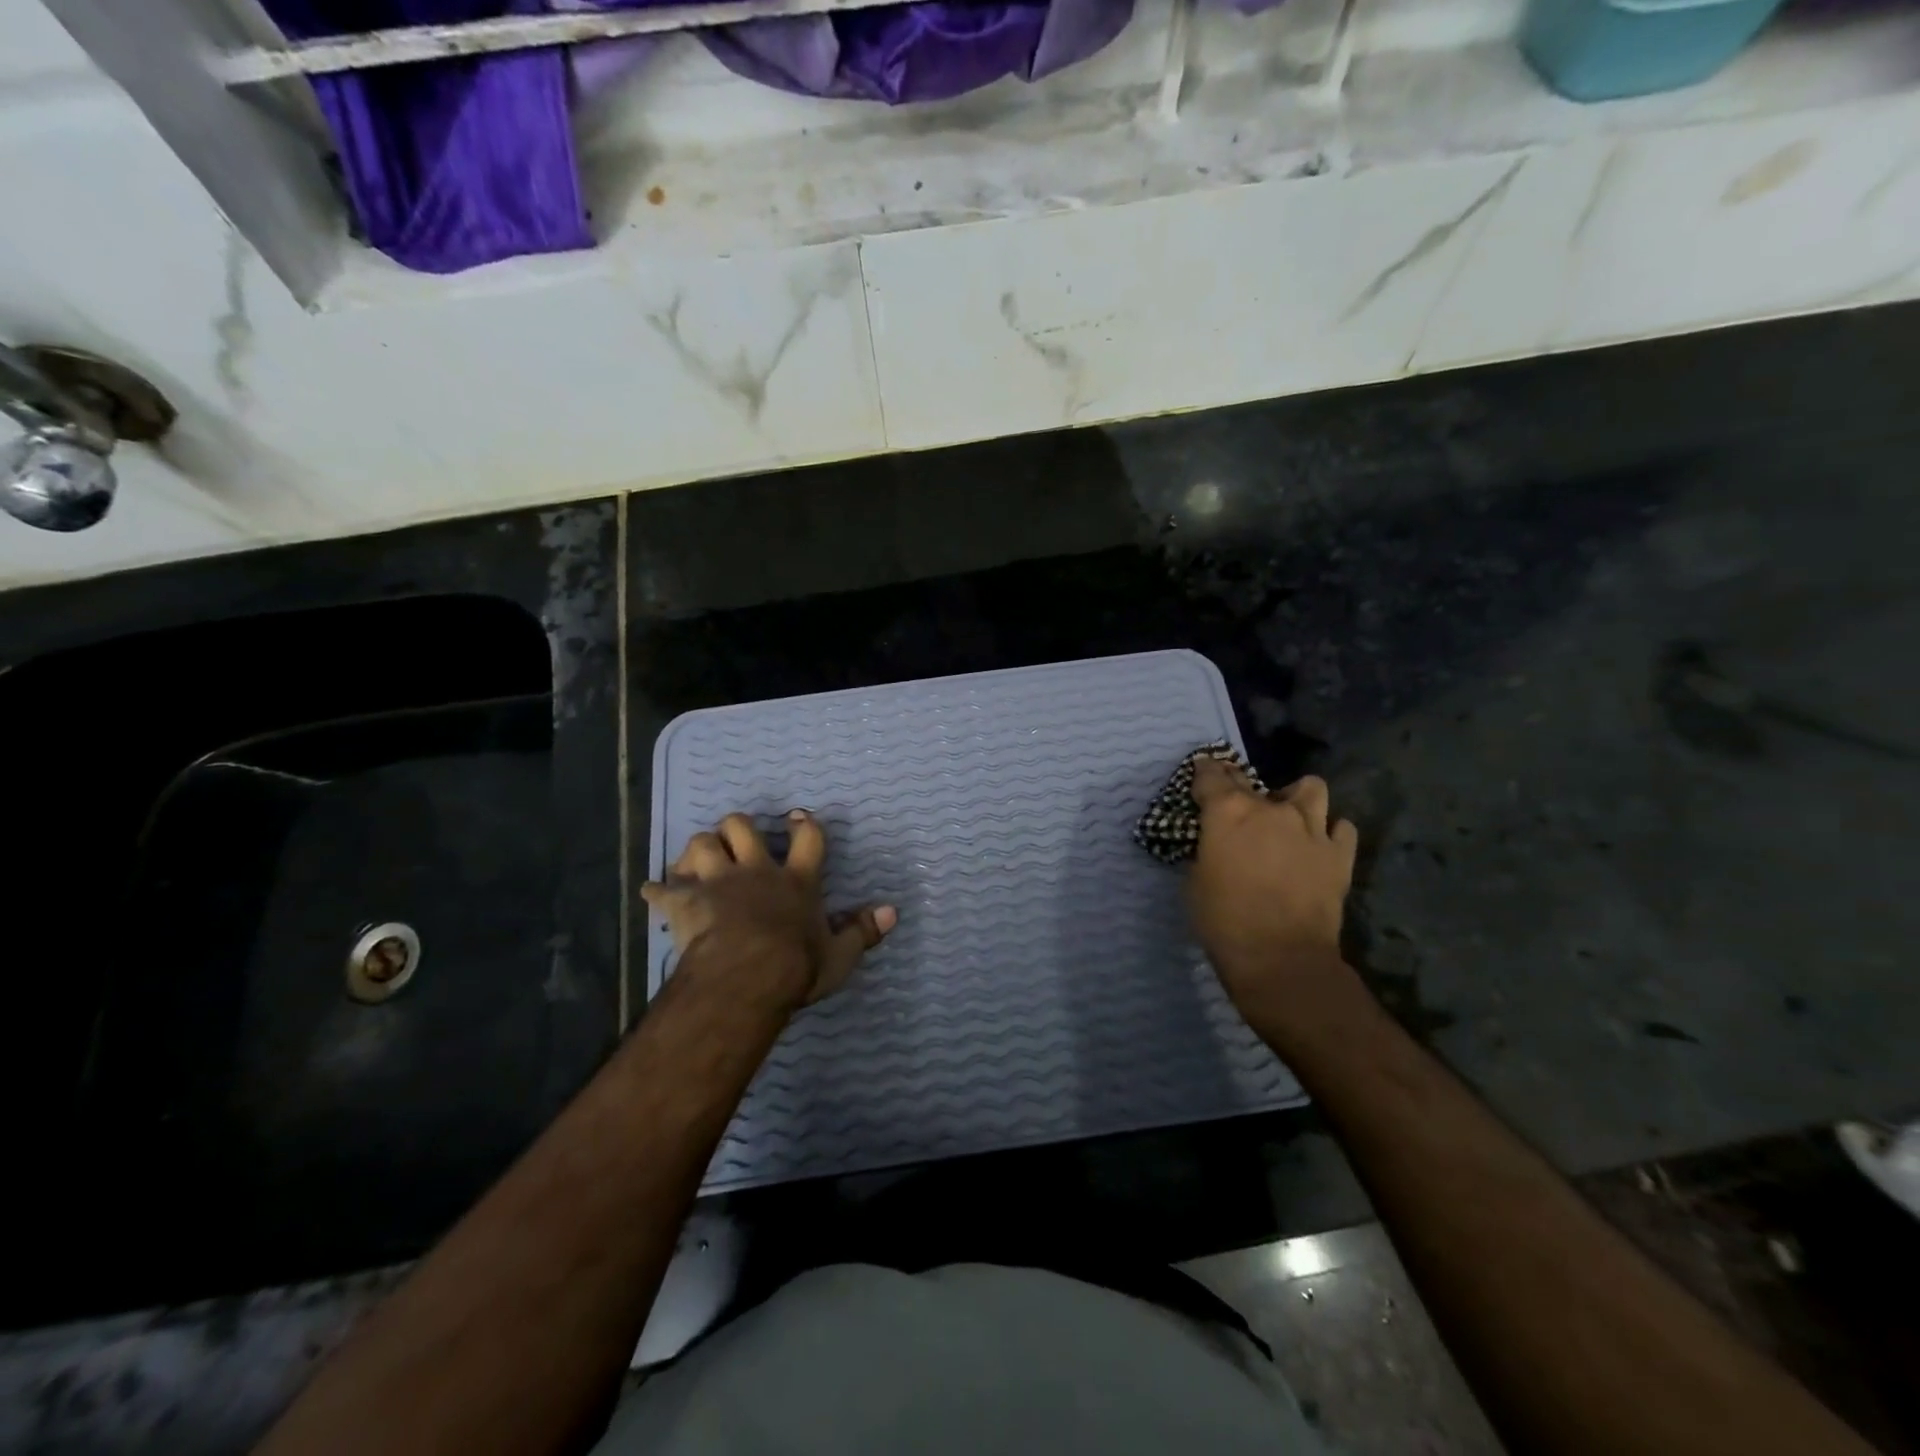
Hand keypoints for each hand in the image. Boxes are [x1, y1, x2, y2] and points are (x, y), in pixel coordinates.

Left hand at [642, 810, 896, 1010]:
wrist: (745, 977)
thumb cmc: (795, 967)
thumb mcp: (839, 956)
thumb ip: (863, 932)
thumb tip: (892, 911)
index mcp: (796, 881)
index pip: (808, 838)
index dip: (804, 823)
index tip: (798, 816)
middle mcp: (756, 871)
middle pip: (742, 827)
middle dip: (737, 827)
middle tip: (737, 839)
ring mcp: (717, 883)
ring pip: (701, 843)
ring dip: (698, 849)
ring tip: (698, 860)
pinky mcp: (685, 902)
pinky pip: (663, 888)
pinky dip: (658, 890)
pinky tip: (653, 892)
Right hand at [1189, 760, 1358, 1017]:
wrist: (1281, 958)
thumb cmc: (1223, 921)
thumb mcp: (1196, 880)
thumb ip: (1208, 850)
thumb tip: (1217, 844)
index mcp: (1228, 812)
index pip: (1211, 775)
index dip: (1204, 772)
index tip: (1202, 773)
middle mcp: (1271, 809)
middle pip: (1253, 779)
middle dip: (1240, 784)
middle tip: (1237, 803)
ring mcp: (1311, 828)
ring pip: (1311, 789)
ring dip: (1297, 797)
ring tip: (1289, 814)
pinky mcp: (1339, 854)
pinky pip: (1342, 828)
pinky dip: (1331, 831)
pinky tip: (1320, 844)